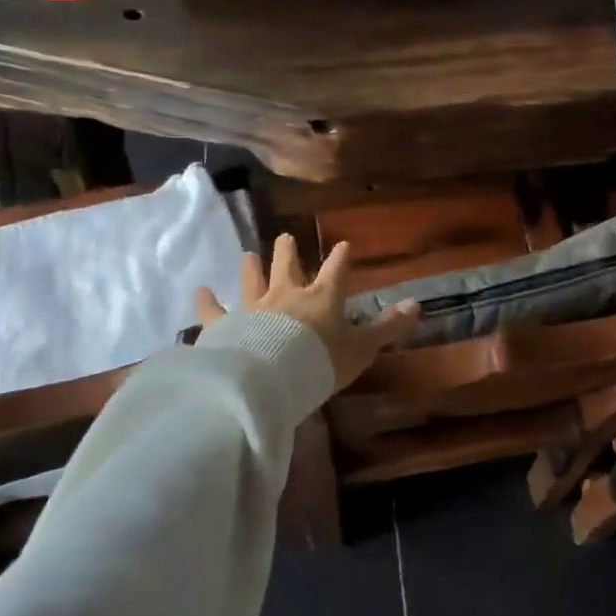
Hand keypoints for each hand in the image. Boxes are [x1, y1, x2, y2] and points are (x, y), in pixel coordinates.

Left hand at [196, 235, 420, 391]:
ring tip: (248, 254)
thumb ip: (387, 328)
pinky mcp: (226, 325)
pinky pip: (213, 311)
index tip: (344, 246)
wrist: (270, 378)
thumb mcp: (361, 348)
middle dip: (288, 250)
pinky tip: (199, 291)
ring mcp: (254, 307)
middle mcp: (287, 293)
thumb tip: (416, 305)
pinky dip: (206, 301)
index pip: (337, 269)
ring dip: (251, 267)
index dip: (342, 257)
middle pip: (288, 264)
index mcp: (322, 296)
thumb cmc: (320, 361)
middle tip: (284, 238)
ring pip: (252, 279)